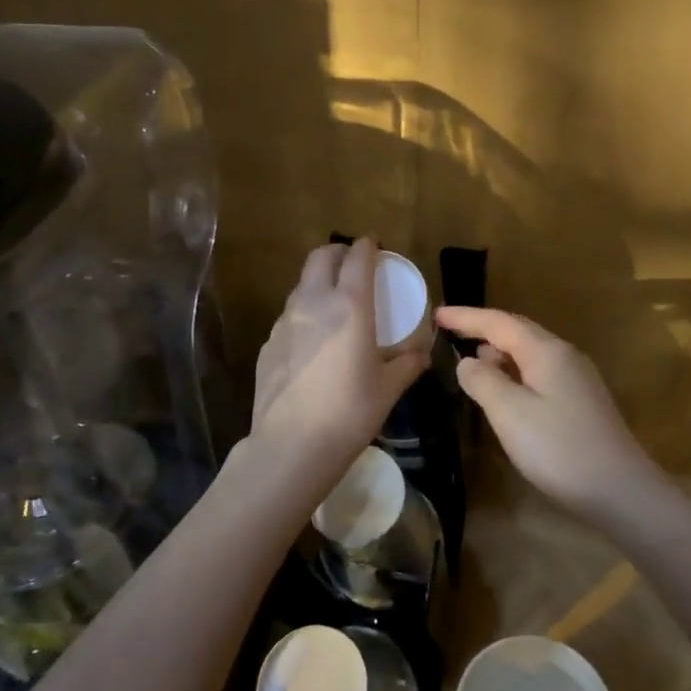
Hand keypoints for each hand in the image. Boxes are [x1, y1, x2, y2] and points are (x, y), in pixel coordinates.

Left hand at [250, 240, 429, 482]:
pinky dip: (304, 313)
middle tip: (352, 263)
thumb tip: (422, 354)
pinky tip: (313, 341)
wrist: (292, 445)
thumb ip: (407, 364)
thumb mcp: (388, 388)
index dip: (367, 247)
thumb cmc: (350, 412)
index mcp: (350, 306)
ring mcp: (285, 322)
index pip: (357, 259)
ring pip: (301, 285)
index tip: (374, 246)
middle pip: (320, 258)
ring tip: (334, 302)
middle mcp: (314, 303)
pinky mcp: (268, 343)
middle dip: (337, 252)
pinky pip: (289, 316)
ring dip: (319, 282)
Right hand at [434, 306, 666, 519]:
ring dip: (499, 350)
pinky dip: (514, 371)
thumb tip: (468, 361)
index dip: (466, 316)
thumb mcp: (510, 413)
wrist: (620, 490)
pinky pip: (539, 372)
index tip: (435, 313)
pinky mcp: (581, 401)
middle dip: (482, 328)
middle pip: (517, 331)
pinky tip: (504, 389)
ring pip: (530, 352)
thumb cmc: (559, 449)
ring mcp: (577, 378)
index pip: (498, 322)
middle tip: (449, 330)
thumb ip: (483, 381)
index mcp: (546, 351)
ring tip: (471, 358)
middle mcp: (564, 355)